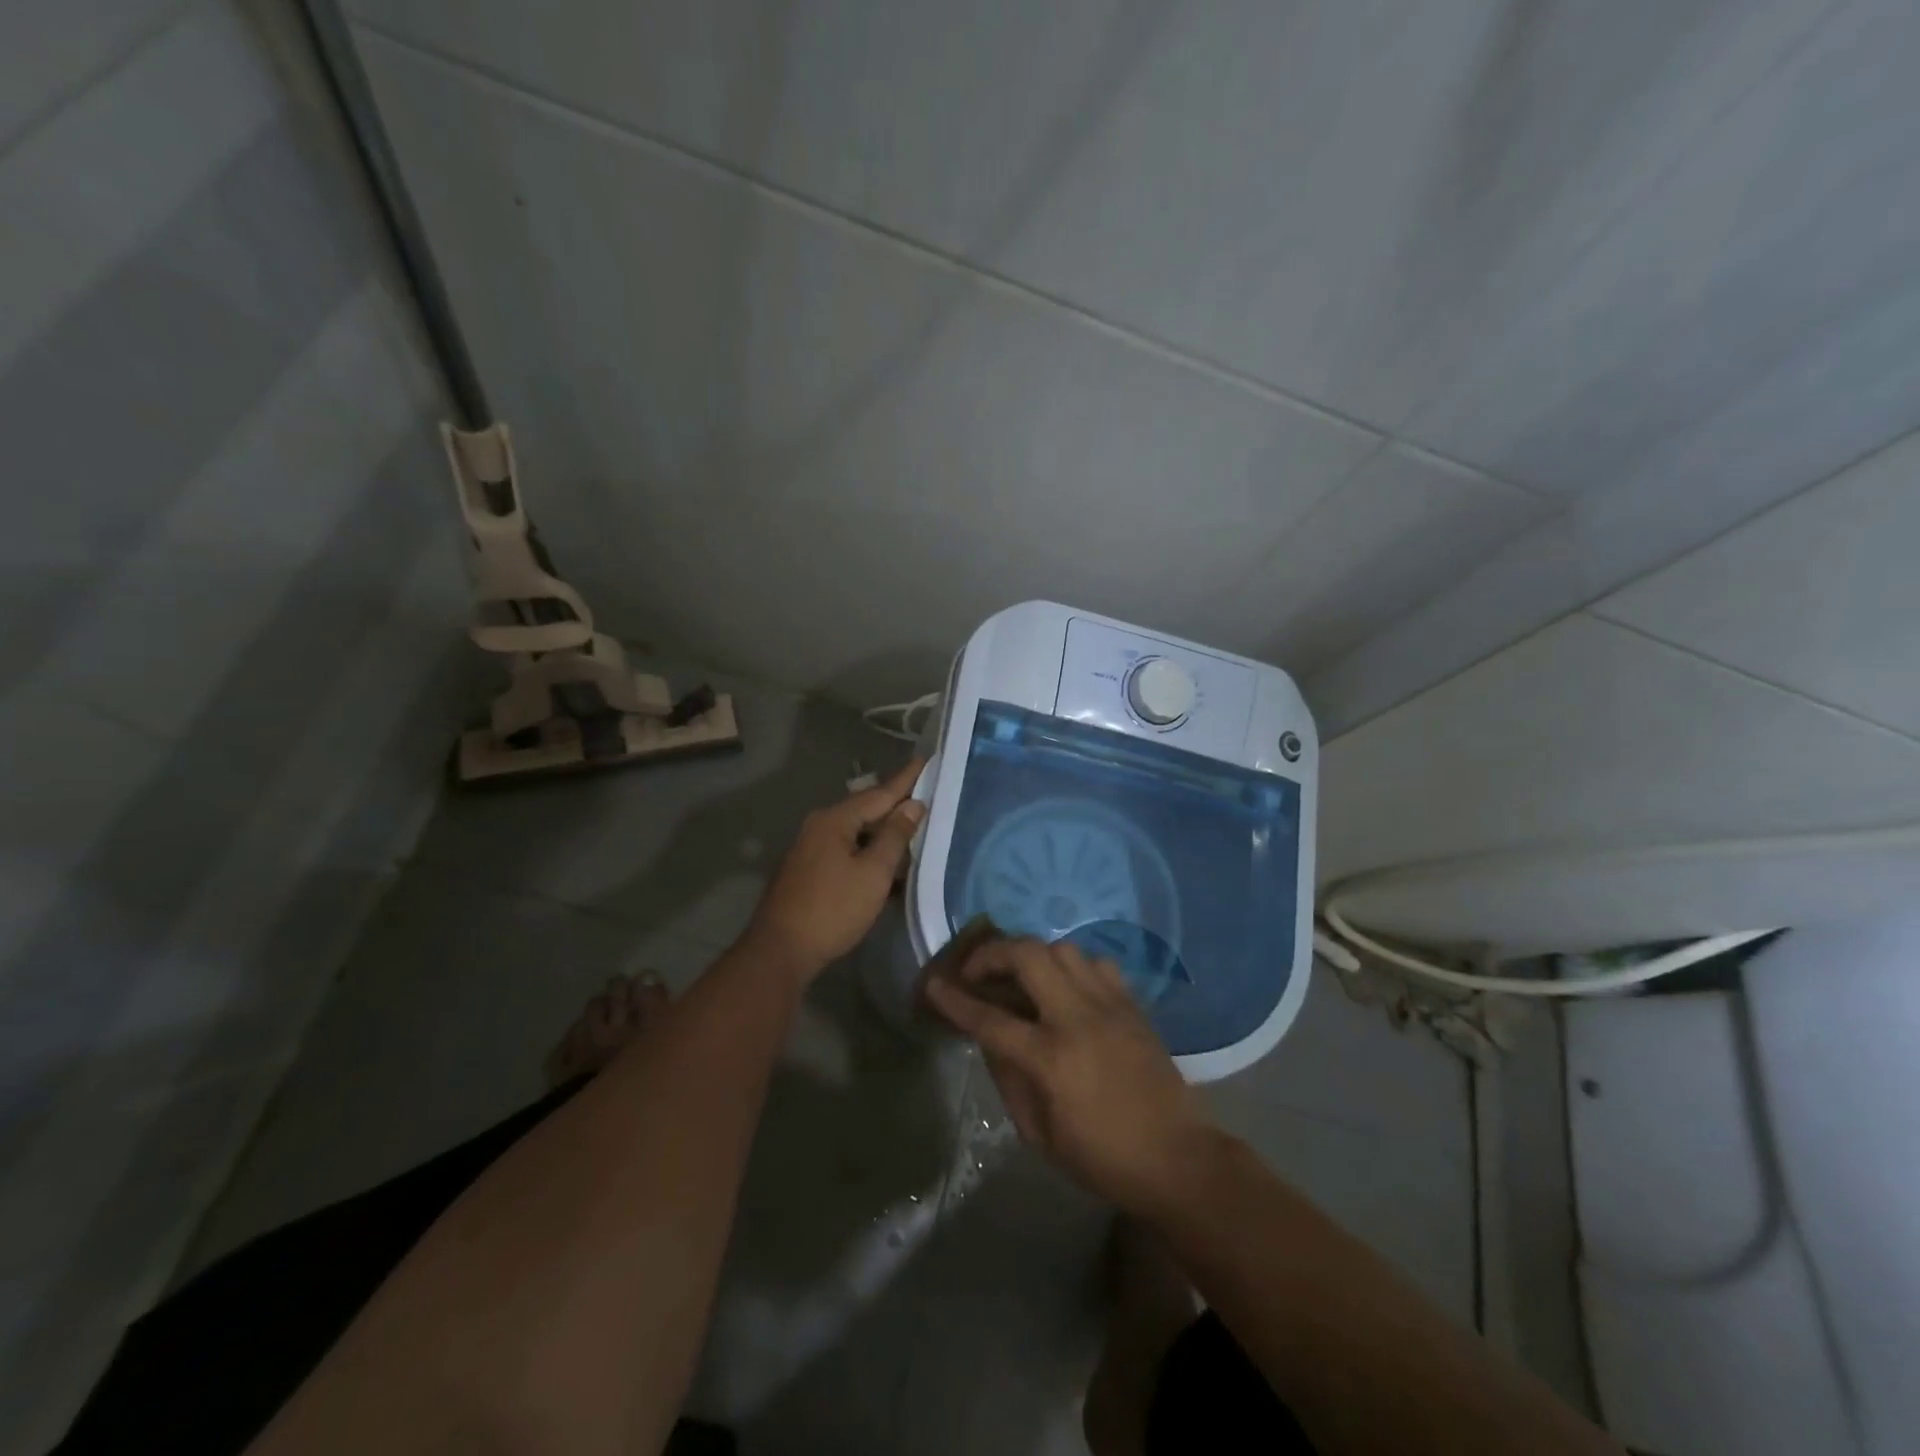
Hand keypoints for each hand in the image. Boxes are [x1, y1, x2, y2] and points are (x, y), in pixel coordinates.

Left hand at [741, 758, 925, 982]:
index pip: (880, 793)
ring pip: (856, 831)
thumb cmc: (833, 909)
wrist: (781, 951)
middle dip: (895, 803)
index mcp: (835, 820)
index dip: (906, 779)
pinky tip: (886, 860)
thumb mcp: (873, 873)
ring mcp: (810, 848)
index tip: (925, 759)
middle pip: (865, 809)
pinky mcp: (809, 870)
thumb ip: (895, 836)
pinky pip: (846, 849)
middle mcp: (820, 826)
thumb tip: (913, 805)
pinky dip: (869, 850)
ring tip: (912, 826)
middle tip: (925, 792)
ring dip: (883, 831)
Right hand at [924, 937, 1214, 1218]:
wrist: (1177, 1158)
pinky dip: (1072, 966)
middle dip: (992, 954)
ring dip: (1032, 955)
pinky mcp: (1132, 1003)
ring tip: (1021, 977)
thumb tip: (989, 1038)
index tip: (933, 984)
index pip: (989, 1018)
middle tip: (977, 971)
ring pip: (1062, 948)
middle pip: (1027, 955)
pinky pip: (1096, 963)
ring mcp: (1109, 1004)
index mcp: (1050, 1059)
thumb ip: (1008, 1079)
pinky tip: (1066, 988)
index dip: (954, 1000)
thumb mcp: (1039, 1134)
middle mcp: (1077, 1018)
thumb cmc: (1101, 1158)